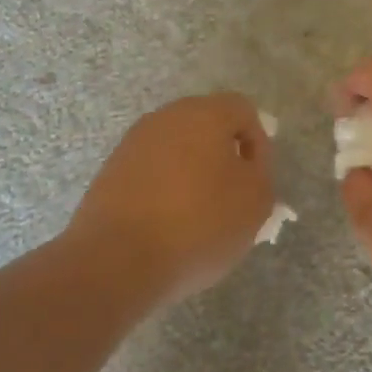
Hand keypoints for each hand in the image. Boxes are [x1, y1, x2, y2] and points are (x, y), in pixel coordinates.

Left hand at [68, 93, 274, 304]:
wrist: (117, 260)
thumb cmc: (198, 224)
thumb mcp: (255, 202)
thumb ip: (260, 172)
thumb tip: (245, 163)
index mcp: (204, 114)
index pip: (243, 111)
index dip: (258, 143)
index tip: (257, 181)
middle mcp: (166, 118)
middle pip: (206, 127)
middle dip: (223, 157)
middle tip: (233, 197)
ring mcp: (133, 143)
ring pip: (177, 150)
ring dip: (192, 174)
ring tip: (200, 216)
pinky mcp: (110, 171)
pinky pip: (151, 172)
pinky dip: (164, 190)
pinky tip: (168, 225)